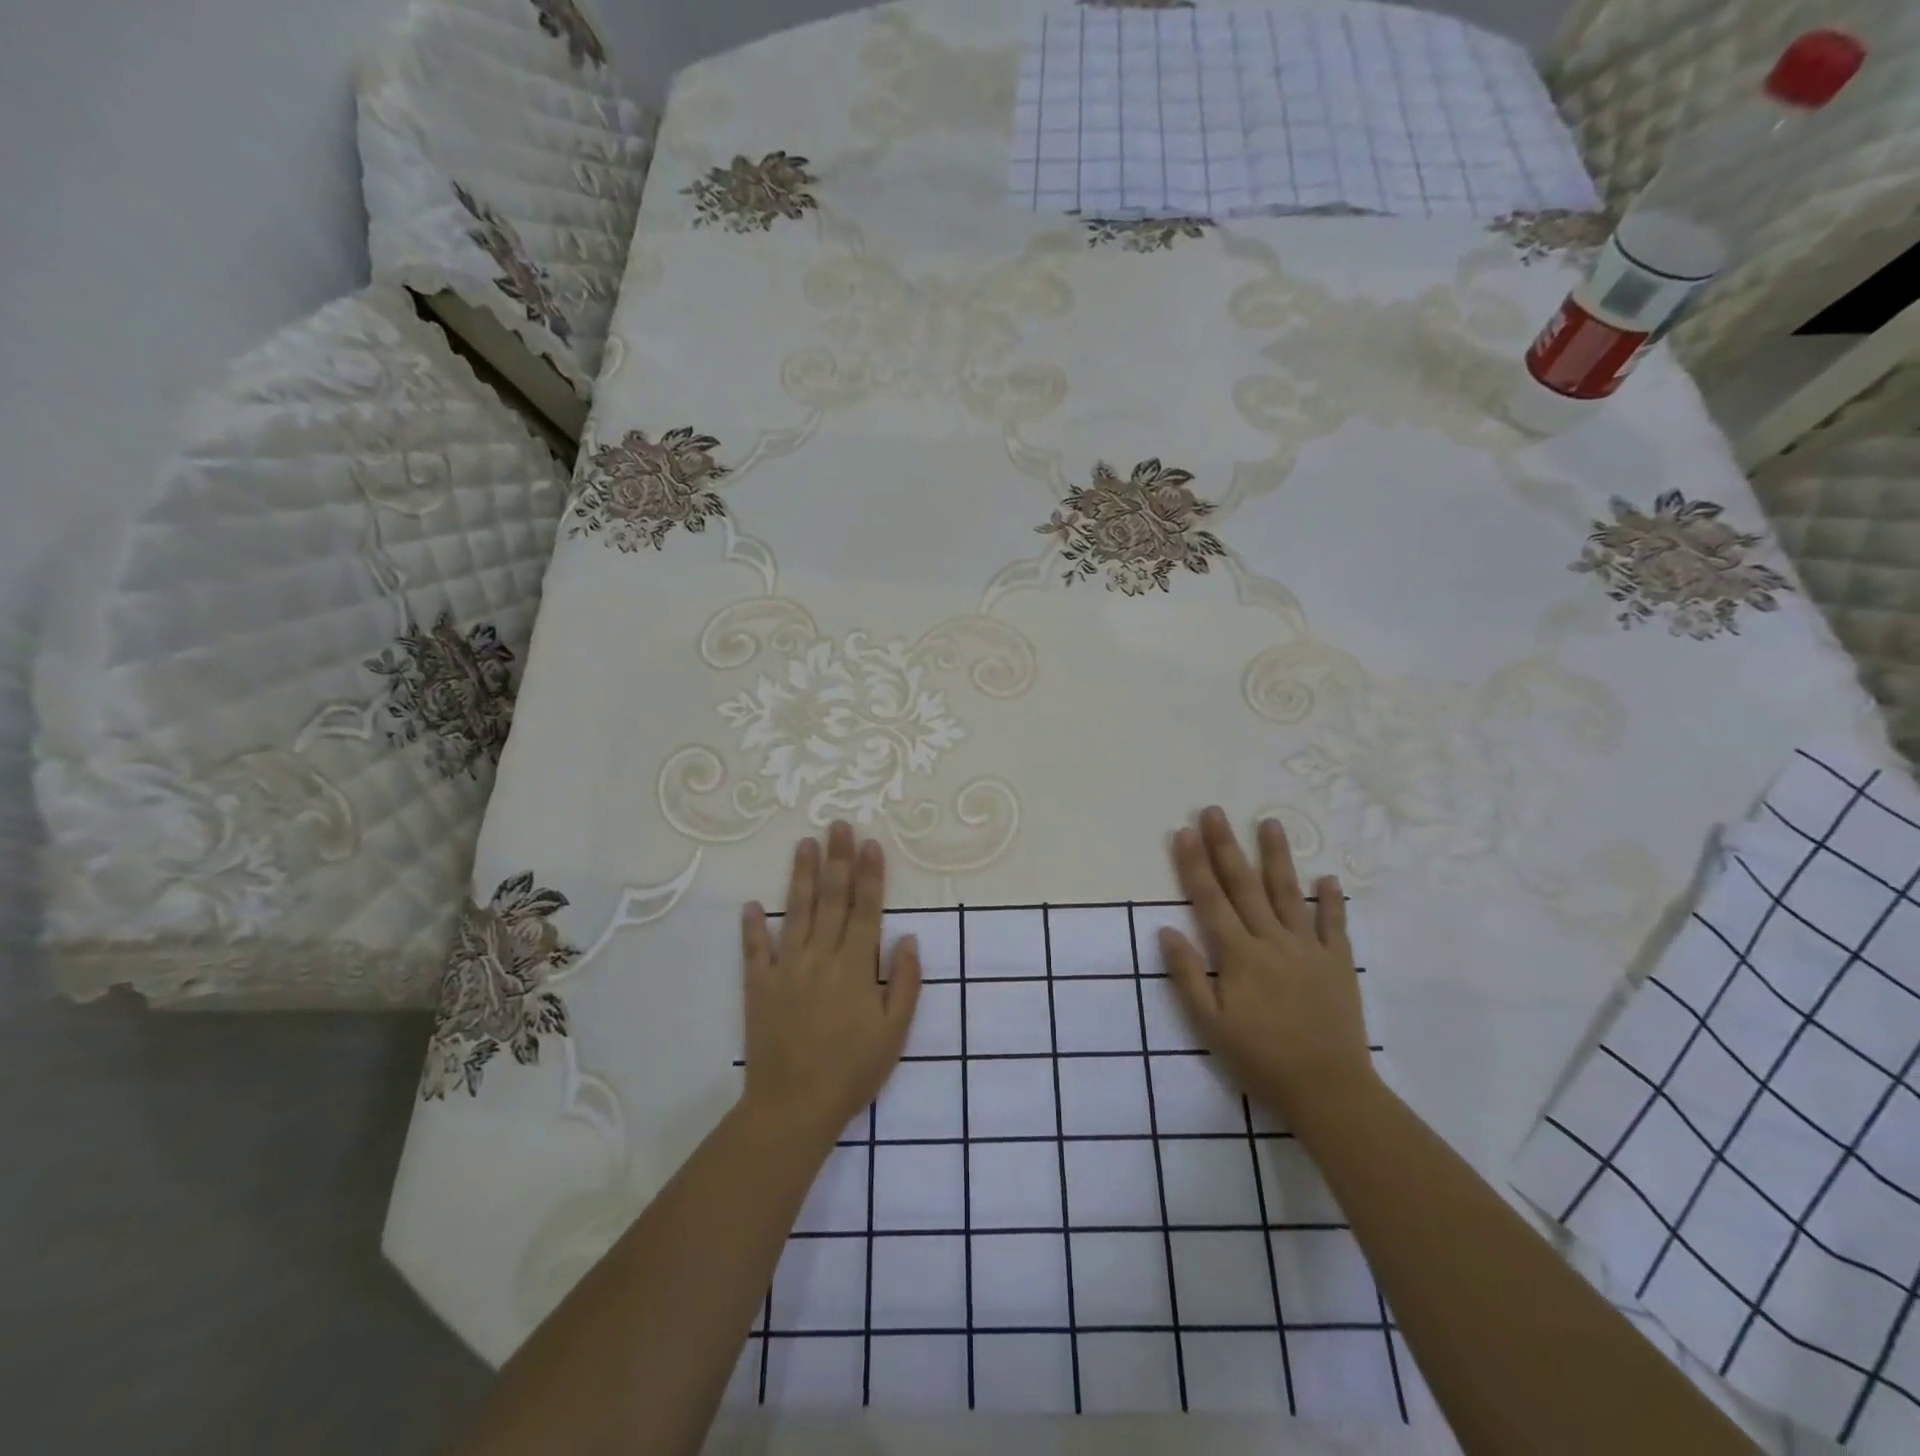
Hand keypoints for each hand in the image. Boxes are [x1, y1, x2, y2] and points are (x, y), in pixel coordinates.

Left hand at [739, 823, 922, 1144]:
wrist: (794, 1107)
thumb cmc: (853, 1071)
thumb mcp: (895, 1032)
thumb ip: (906, 982)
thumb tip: (910, 938)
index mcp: (856, 966)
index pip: (866, 908)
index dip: (870, 874)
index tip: (870, 843)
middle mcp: (821, 956)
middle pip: (832, 899)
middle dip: (837, 859)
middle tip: (837, 826)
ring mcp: (786, 969)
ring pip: (796, 912)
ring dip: (801, 876)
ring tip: (804, 844)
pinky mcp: (759, 987)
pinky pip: (755, 950)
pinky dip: (752, 926)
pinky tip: (751, 904)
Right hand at [1160, 807, 1376, 1123]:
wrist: (1328, 1090)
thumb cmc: (1260, 1059)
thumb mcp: (1209, 1025)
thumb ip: (1187, 975)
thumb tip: (1166, 931)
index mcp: (1238, 955)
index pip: (1210, 899)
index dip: (1194, 864)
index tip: (1184, 831)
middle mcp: (1271, 941)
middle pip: (1245, 885)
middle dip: (1226, 846)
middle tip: (1215, 811)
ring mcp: (1308, 949)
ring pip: (1289, 893)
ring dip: (1278, 857)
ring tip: (1271, 823)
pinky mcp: (1338, 964)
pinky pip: (1335, 925)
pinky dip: (1333, 901)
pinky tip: (1329, 878)